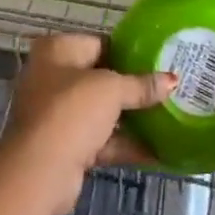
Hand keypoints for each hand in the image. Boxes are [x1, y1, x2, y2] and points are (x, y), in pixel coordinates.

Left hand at [0, 33, 175, 214]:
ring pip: (101, 111)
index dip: (129, 51)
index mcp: (57, 50)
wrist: (41, 171)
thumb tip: (172, 80)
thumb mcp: (111, 90)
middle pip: (101, 78)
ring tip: (168, 117)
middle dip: (132, 87)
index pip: (99, 43)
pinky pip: (100, 138)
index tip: (158, 60)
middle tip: (166, 89)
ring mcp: (58, 113)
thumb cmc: (72, 111)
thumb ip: (141, 85)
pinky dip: (124, 143)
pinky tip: (157, 151)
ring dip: (131, 117)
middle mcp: (52, 76)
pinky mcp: (66, 145)